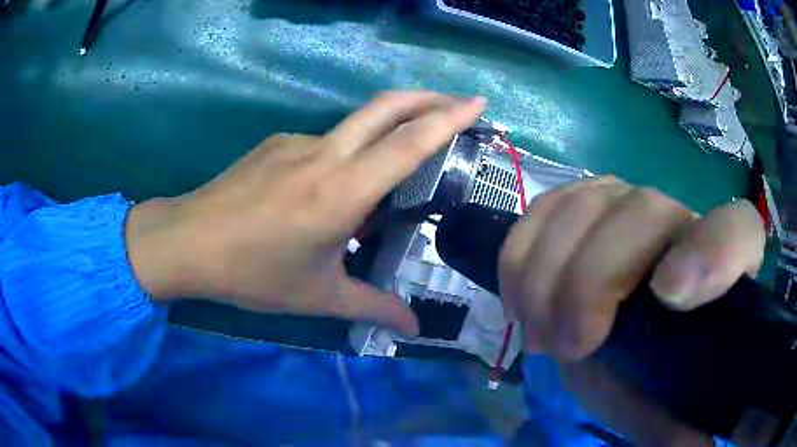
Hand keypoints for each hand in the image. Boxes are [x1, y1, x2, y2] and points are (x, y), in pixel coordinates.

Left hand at [125, 91, 485, 334]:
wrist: (187, 242)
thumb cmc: (252, 272)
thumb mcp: (317, 296)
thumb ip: (371, 307)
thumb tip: (413, 328)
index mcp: (342, 191)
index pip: (409, 142)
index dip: (449, 117)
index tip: (477, 102)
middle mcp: (324, 154)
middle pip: (386, 107)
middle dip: (428, 97)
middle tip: (458, 102)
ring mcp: (296, 142)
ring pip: (354, 127)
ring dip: (384, 132)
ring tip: (391, 168)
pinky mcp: (276, 144)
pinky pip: (322, 144)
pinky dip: (344, 156)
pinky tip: (329, 189)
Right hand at [498, 177, 765, 444]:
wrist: (612, 336)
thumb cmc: (644, 370)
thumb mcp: (656, 406)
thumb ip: (673, 423)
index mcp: (718, 267)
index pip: (737, 232)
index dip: (712, 252)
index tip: (669, 296)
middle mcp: (676, 219)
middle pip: (643, 211)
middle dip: (592, 282)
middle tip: (568, 347)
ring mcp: (625, 200)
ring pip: (584, 206)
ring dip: (546, 278)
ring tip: (540, 335)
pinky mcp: (580, 202)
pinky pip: (543, 209)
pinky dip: (520, 256)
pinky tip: (520, 300)